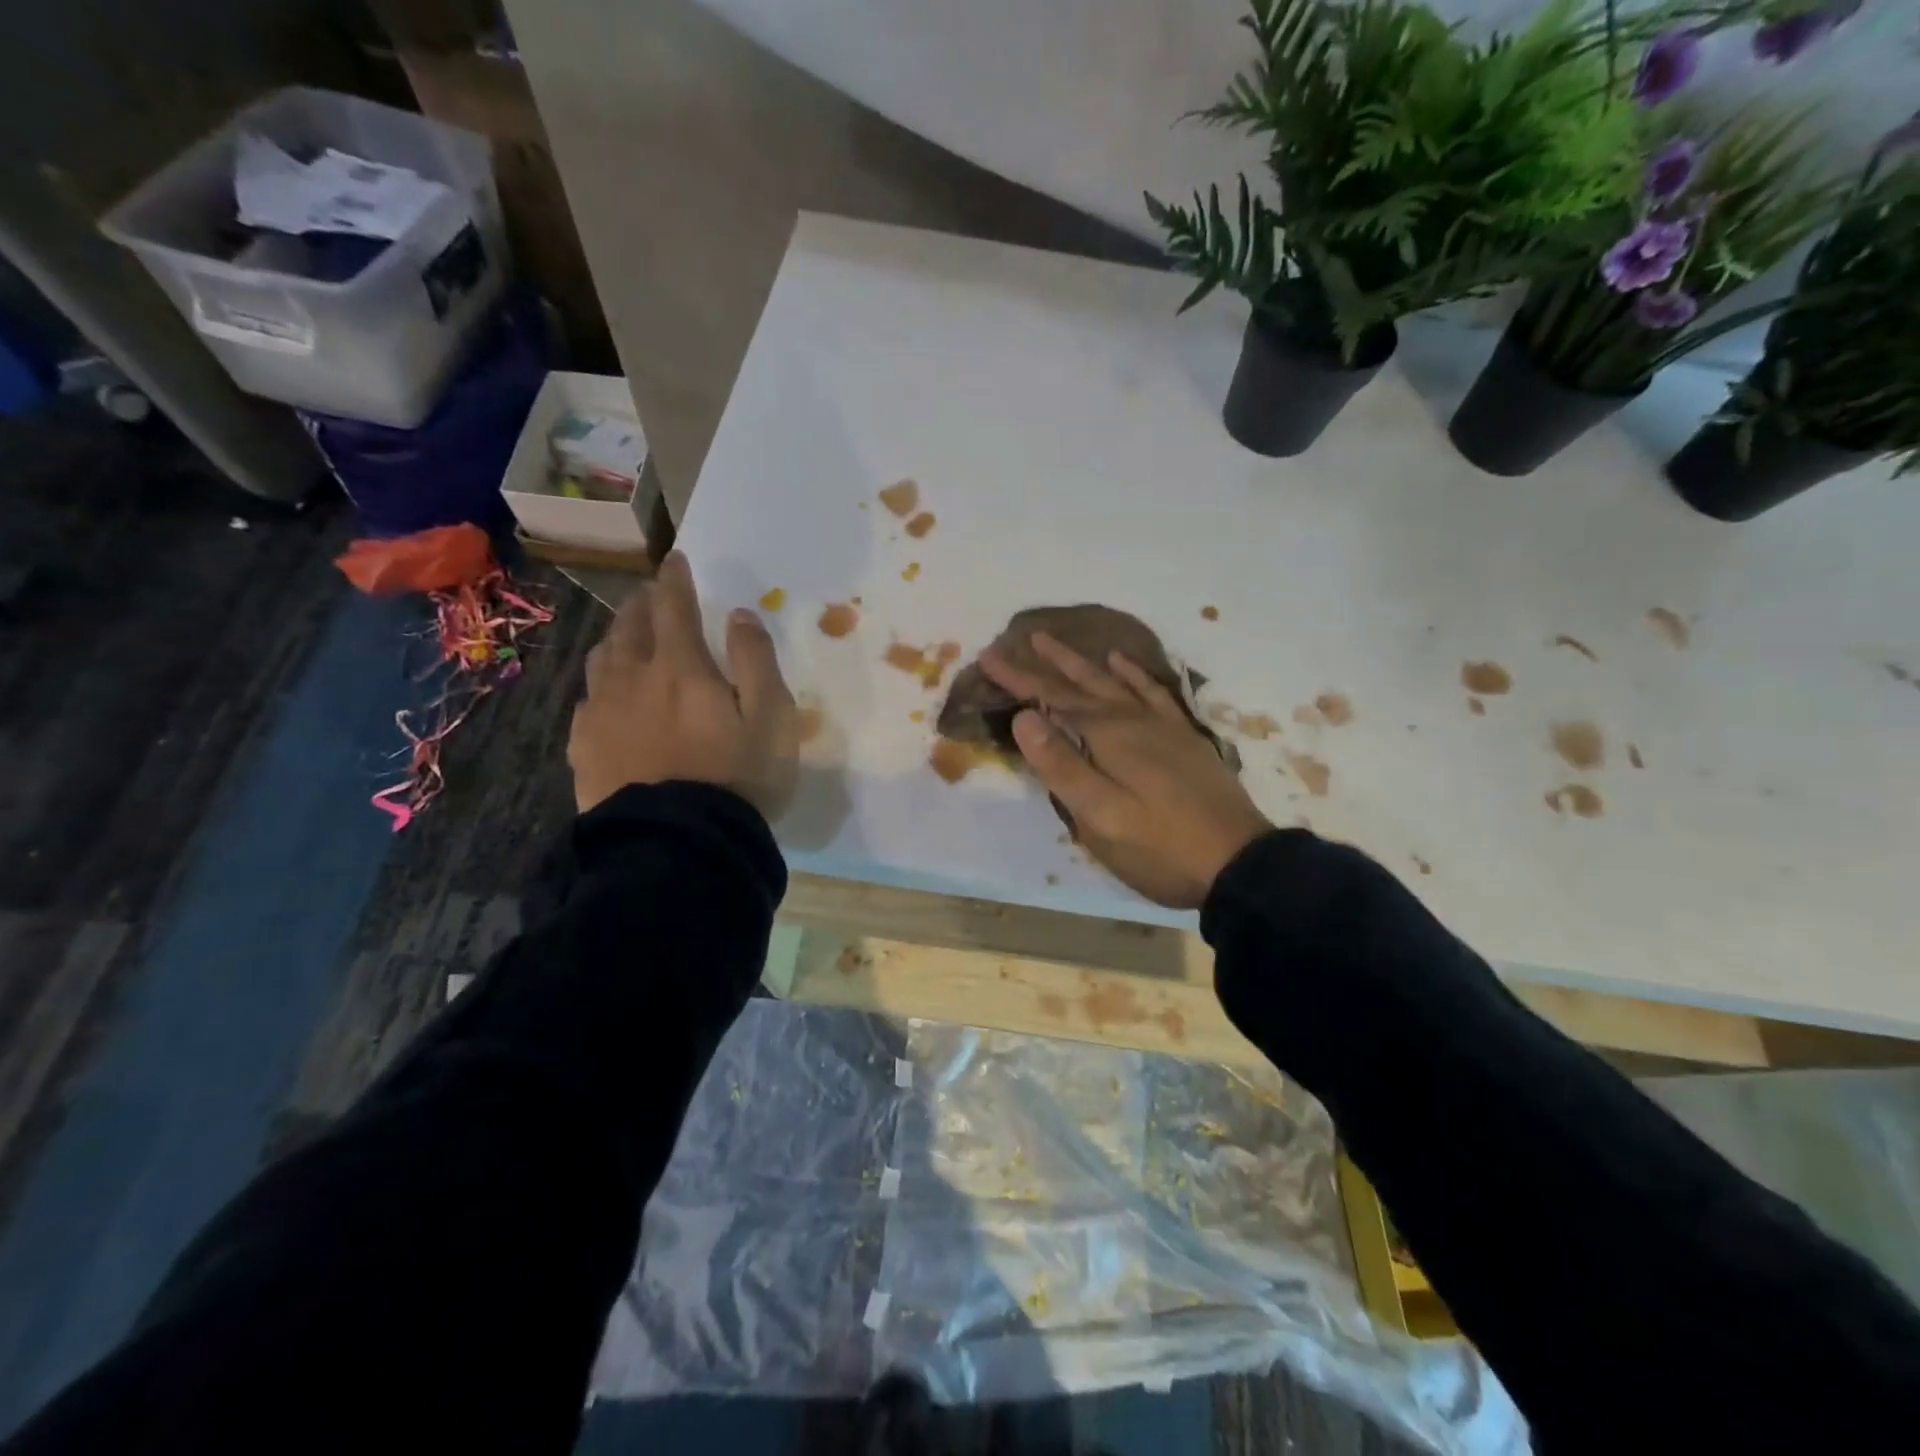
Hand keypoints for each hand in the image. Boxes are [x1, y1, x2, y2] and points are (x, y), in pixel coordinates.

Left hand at [568, 551, 797, 818]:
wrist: (679, 846)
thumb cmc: (738, 779)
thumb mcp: (772, 718)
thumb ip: (756, 660)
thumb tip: (739, 615)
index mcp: (681, 668)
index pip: (674, 607)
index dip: (675, 580)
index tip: (675, 560)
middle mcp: (632, 680)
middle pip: (630, 627)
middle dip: (642, 604)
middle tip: (650, 595)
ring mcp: (601, 715)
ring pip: (601, 660)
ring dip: (616, 638)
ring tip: (626, 637)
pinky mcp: (584, 751)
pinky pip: (585, 704)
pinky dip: (599, 688)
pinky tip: (605, 699)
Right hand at [980, 632, 1271, 908]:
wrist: (1239, 863)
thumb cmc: (1159, 846)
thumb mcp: (1100, 816)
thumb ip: (1061, 765)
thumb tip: (1024, 717)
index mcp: (1108, 735)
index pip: (1053, 698)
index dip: (1019, 678)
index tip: (988, 656)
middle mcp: (1133, 719)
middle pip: (1082, 683)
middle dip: (1047, 663)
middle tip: (1020, 638)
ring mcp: (1162, 726)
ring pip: (1113, 682)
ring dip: (1083, 662)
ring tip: (1057, 643)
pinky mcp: (1182, 738)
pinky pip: (1152, 692)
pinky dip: (1133, 674)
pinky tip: (1122, 664)